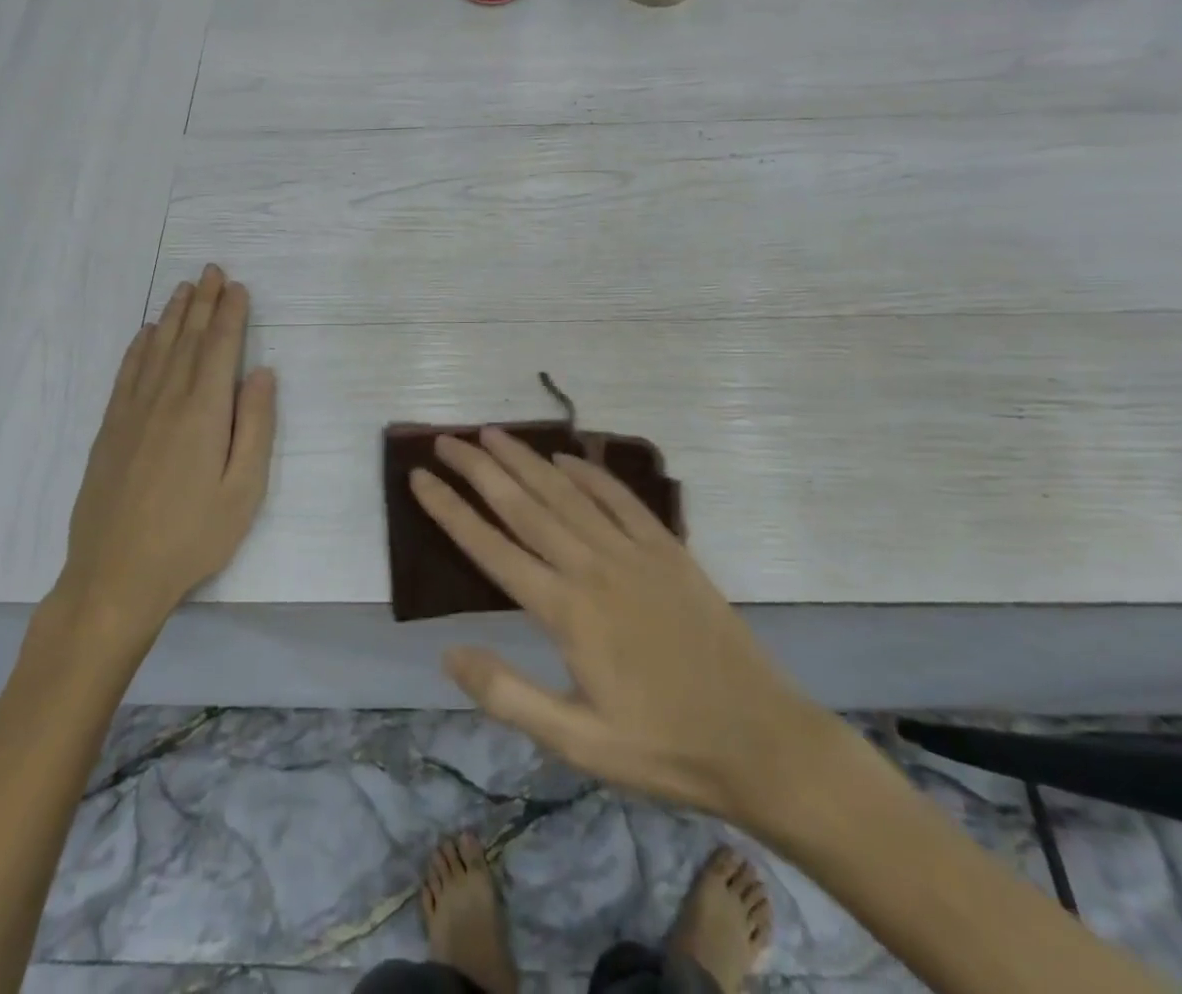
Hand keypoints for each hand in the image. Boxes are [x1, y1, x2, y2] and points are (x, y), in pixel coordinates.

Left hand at [57, 265, 276, 632]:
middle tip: (212, 271)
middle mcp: (165, 400)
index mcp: (203, 413)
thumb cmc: (192, 537)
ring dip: (173, 316)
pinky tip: (146, 334)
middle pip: (187, 340)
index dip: (230, 315)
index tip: (238, 287)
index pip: (219, 349)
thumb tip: (262, 373)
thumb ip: (255, 427)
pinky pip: (127, 374)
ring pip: (156, 350)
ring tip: (185, 289)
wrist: (115, 575)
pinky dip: (139, 347)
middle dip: (203, 303)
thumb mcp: (243, 490)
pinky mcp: (110, 429)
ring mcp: (132, 413)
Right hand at [411, 429, 849, 839]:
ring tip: (493, 434)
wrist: (762, 740)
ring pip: (566, 492)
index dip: (450, 511)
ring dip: (526, 460)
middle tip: (446, 439)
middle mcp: (593, 567)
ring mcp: (634, 552)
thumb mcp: (577, 743)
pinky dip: (590, 473)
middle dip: (480, 469)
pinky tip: (567, 458)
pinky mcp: (668, 550)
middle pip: (524, 505)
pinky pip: (620, 498)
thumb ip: (508, 695)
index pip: (491, 549)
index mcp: (566, 612)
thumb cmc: (664, 747)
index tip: (419, 478)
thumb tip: (447, 653)